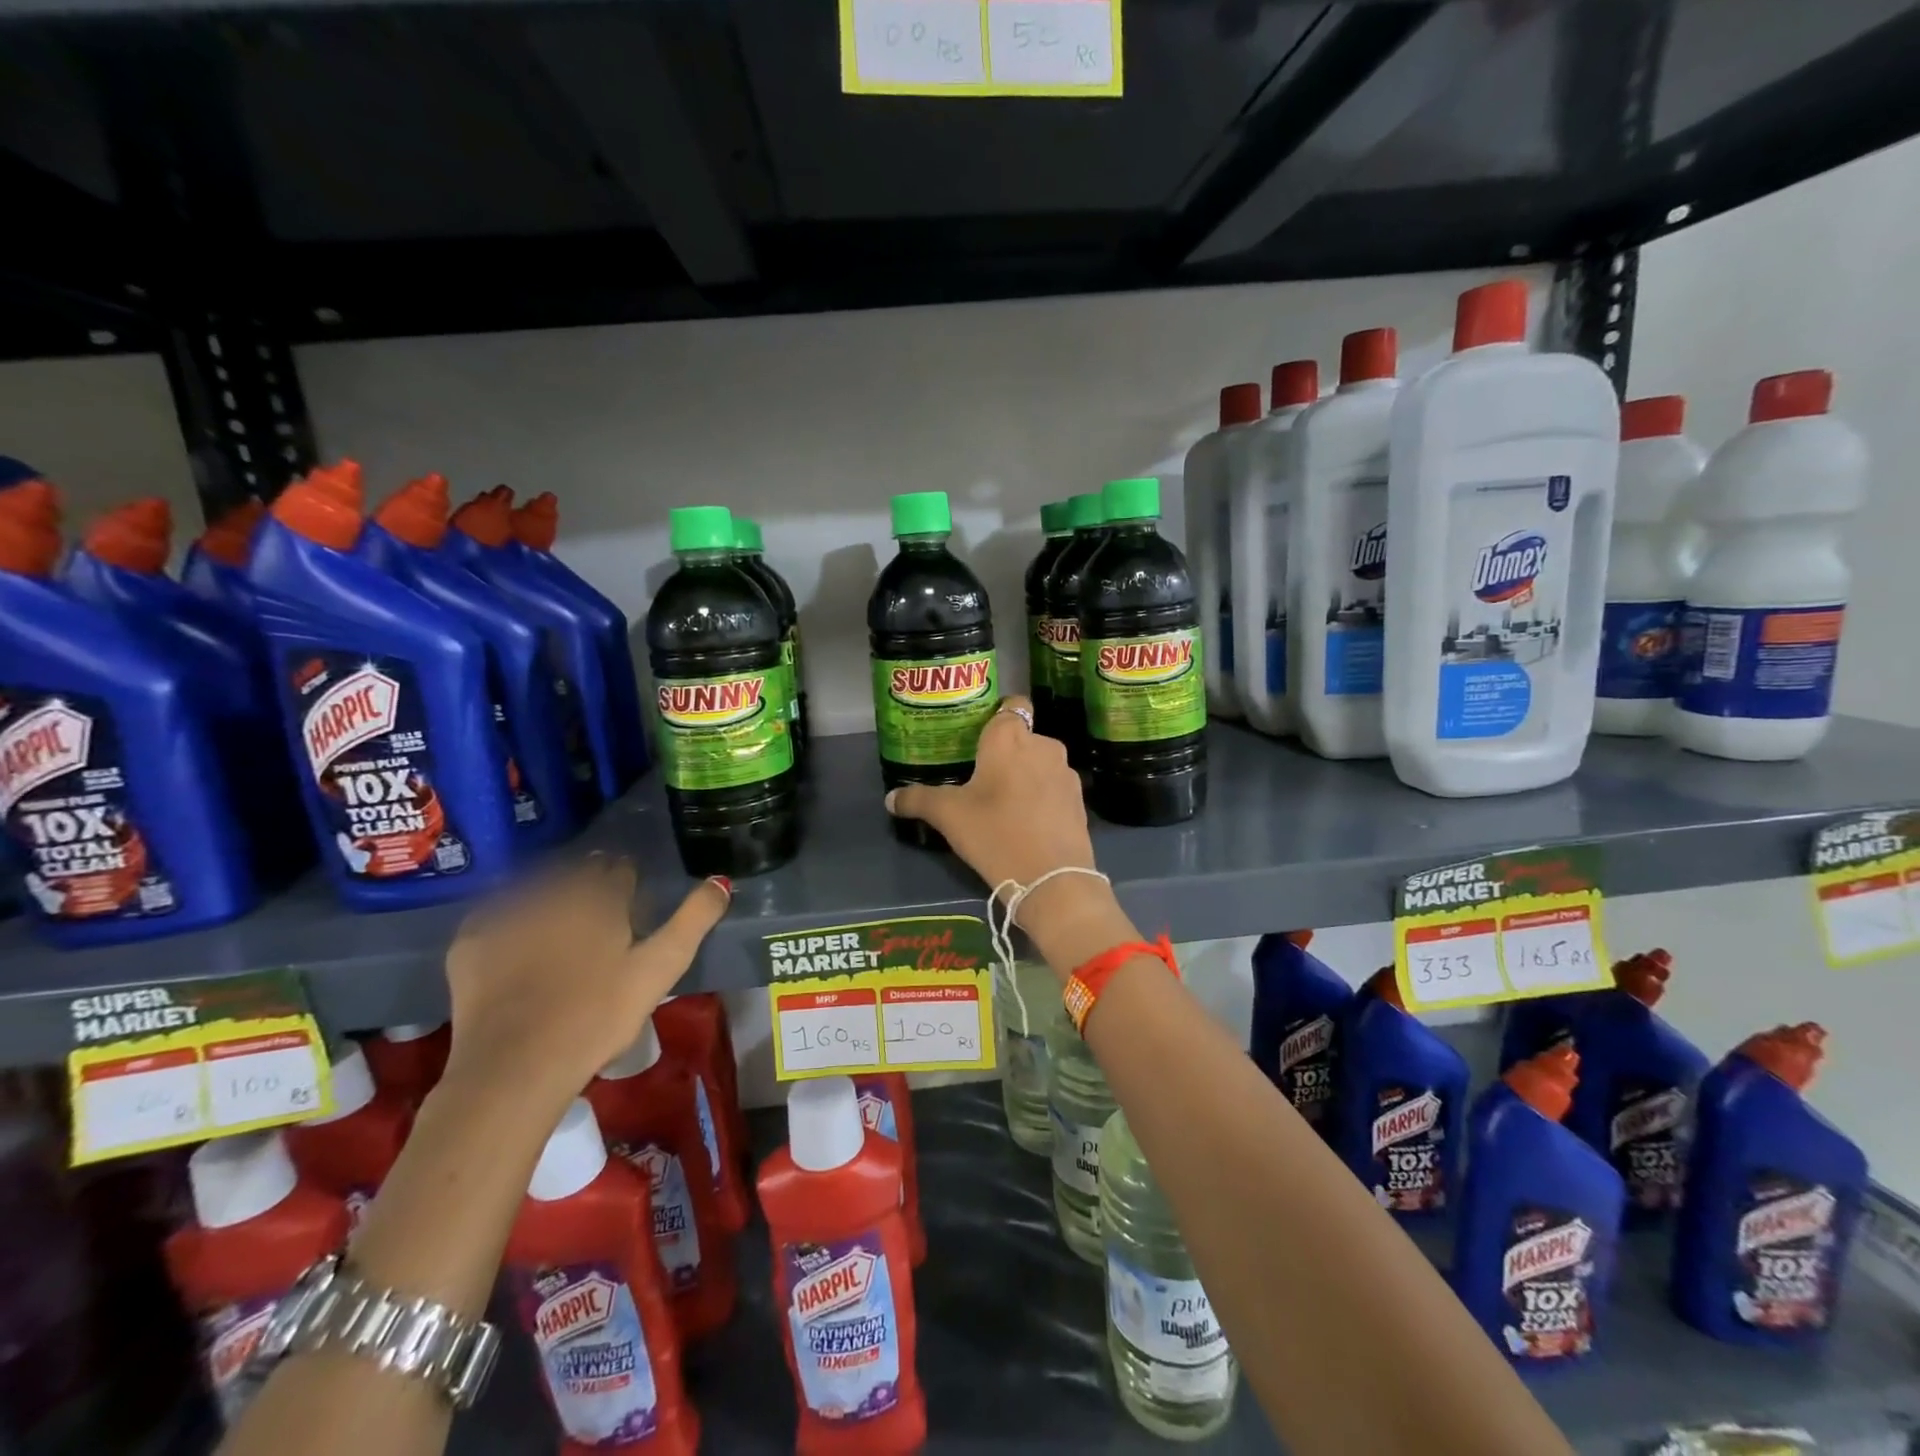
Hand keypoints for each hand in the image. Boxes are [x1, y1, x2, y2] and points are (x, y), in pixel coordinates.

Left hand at [441, 857, 730, 1107]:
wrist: (515, 1068)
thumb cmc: (599, 1016)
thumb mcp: (660, 970)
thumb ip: (693, 921)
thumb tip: (721, 881)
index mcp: (599, 897)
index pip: (618, 870)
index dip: (626, 882)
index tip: (630, 899)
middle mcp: (551, 892)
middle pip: (576, 873)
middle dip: (589, 883)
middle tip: (596, 912)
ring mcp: (506, 915)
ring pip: (535, 888)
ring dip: (550, 895)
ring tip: (558, 924)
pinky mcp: (470, 943)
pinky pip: (494, 915)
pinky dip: (508, 919)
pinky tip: (515, 940)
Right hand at [885, 695, 1092, 891]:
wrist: (1052, 879)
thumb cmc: (995, 833)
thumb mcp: (949, 816)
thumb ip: (918, 800)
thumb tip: (890, 798)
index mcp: (1009, 737)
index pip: (1011, 704)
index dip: (997, 714)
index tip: (979, 736)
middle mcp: (1043, 744)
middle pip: (1023, 736)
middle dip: (1006, 751)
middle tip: (981, 775)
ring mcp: (1066, 772)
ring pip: (1040, 762)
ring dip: (1025, 774)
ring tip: (1003, 801)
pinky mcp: (1079, 800)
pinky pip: (1054, 787)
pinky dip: (1042, 796)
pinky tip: (1026, 821)